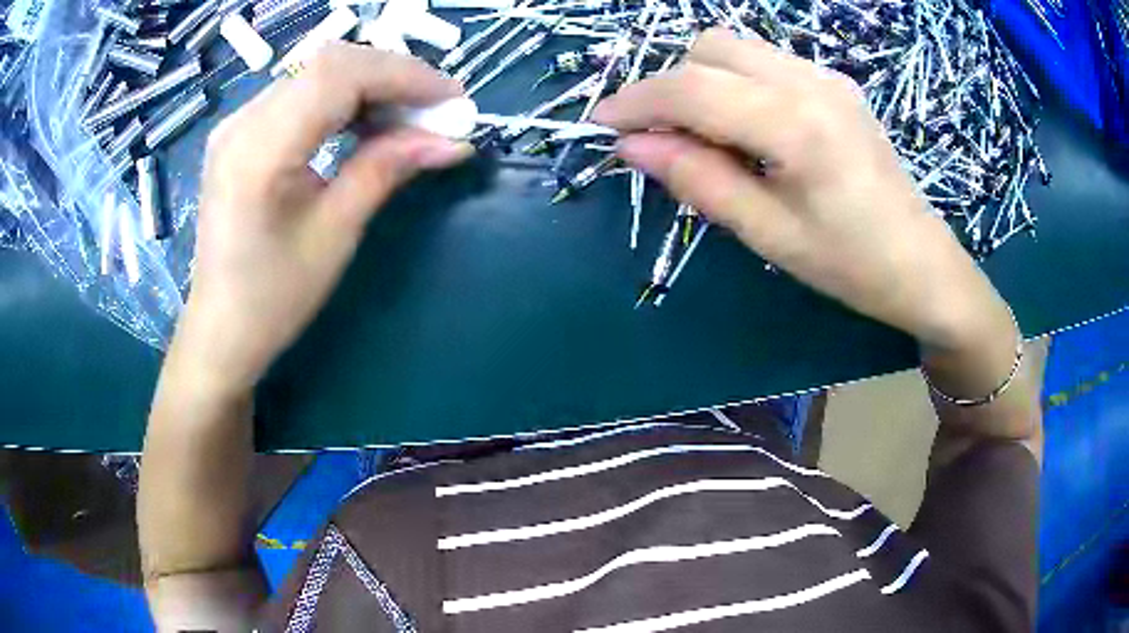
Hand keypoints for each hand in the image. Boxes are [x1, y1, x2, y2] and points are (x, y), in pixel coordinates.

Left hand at [172, 43, 470, 392]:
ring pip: (317, 72)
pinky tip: (368, 122)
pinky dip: (344, 98)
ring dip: (371, 84)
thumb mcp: (335, 235)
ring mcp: (237, 124)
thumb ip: (386, 170)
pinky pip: (301, 94)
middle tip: (436, 108)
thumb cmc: (273, 298)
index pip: (338, 75)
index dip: (402, 75)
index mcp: (258, 150)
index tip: (452, 99)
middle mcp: (242, 122)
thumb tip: (452, 140)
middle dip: (393, 75)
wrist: (221, 329)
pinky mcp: (242, 133)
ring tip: (410, 115)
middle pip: (329, 63)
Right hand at [594, 29, 1010, 350]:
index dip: (637, 100)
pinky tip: (746, 126)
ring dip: (701, 78)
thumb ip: (699, 180)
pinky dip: (735, 81)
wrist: (924, 265)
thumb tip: (632, 146)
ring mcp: (827, 76)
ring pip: (736, 47)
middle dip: (669, 84)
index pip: (691, 88)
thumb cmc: (851, 265)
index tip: (602, 123)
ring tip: (703, 134)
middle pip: (709, 48)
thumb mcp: (769, 234)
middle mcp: (809, 81)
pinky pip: (765, 61)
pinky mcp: (835, 83)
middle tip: (660, 136)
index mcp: (795, 124)